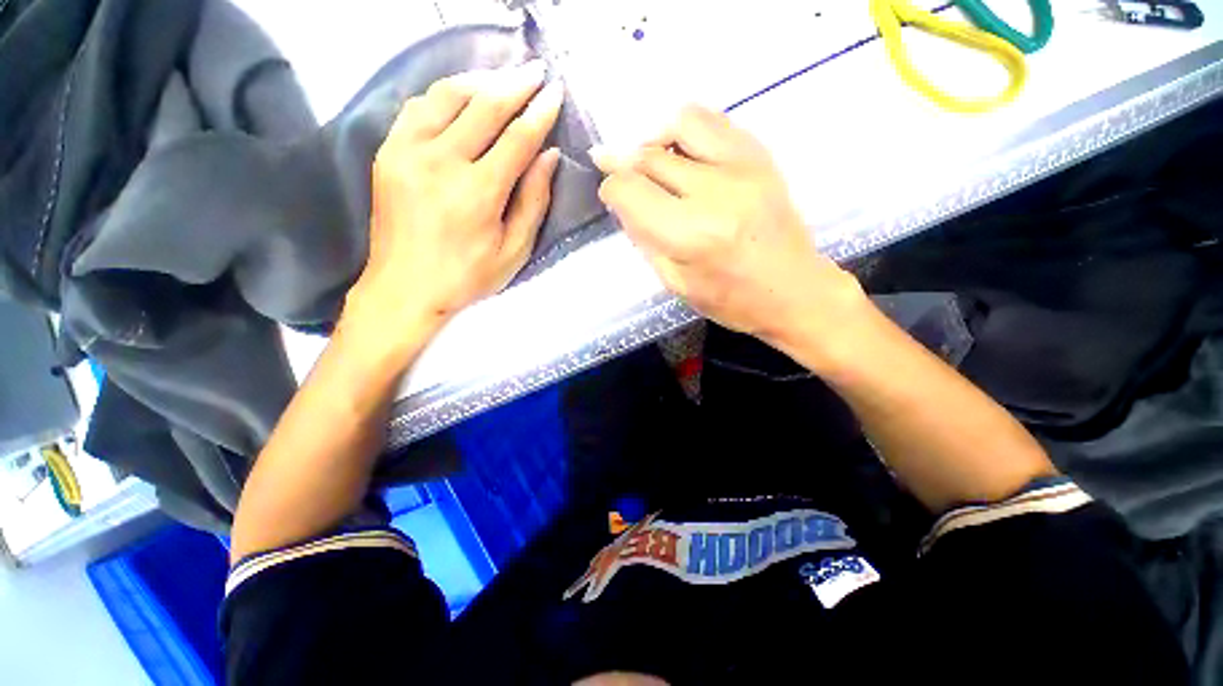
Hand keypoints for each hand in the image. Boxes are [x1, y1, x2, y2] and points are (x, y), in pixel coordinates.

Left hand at [342, 61, 562, 352]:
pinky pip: (418, 108)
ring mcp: (408, 152)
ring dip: (480, 82)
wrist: (405, 288)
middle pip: (484, 107)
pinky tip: (461, 96)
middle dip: (515, 85)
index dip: (539, 113)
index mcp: (478, 192)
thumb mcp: (514, 250)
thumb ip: (533, 202)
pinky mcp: (388, 153)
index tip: (555, 93)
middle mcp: (441, 162)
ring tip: (502, 79)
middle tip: (536, 71)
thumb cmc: (468, 277)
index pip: (517, 138)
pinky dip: (444, 95)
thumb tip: (548, 156)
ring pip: (447, 96)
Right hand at [593, 105, 868, 361]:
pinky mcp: (761, 158)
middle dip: (628, 167)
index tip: (612, 197)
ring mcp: (743, 167)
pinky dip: (689, 132)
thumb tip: (624, 203)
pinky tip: (685, 156)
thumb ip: (645, 239)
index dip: (612, 189)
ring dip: (657, 140)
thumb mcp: (676, 283)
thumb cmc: (731, 299)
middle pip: (650, 156)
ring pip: (681, 123)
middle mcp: (715, 191)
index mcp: (690, 234)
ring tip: (655, 162)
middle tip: (628, 182)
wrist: (794, 291)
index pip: (630, 190)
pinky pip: (715, 122)